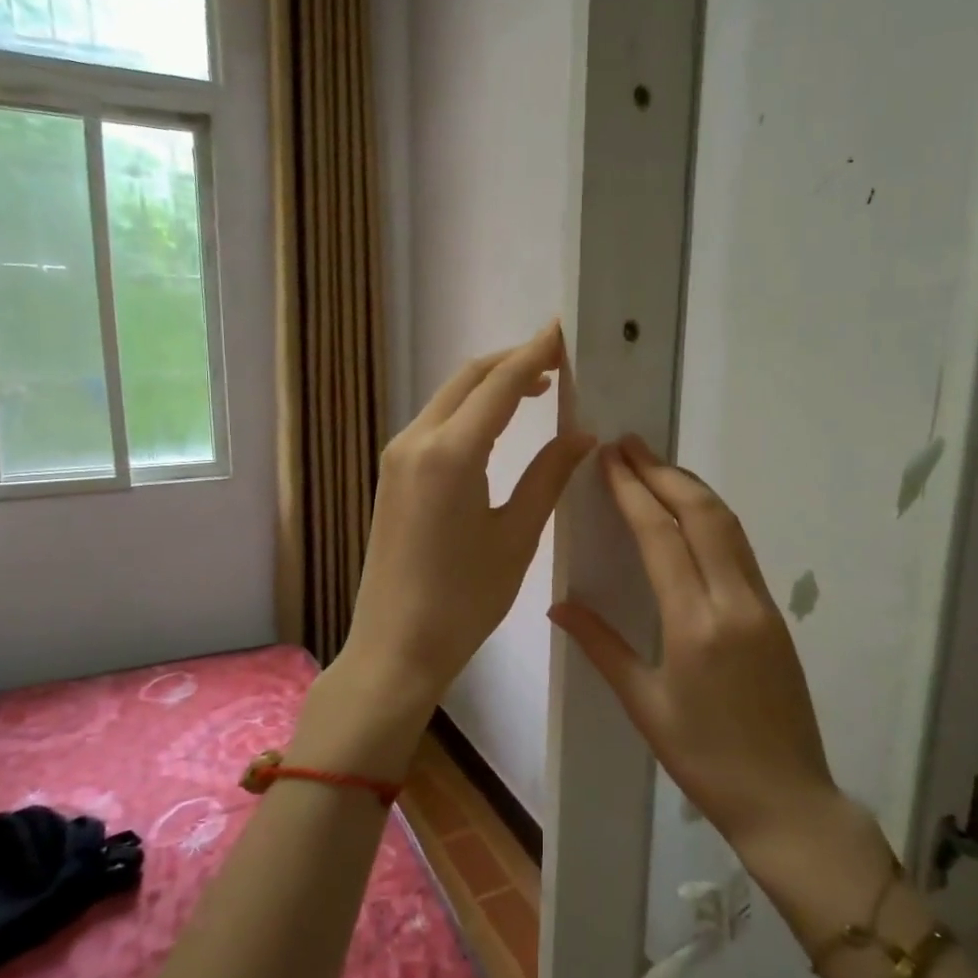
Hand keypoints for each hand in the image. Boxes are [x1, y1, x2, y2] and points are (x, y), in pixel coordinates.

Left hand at [342, 322, 595, 721]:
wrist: (396, 647)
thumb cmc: (464, 600)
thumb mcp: (517, 536)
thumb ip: (549, 475)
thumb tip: (583, 434)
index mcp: (451, 453)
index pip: (501, 383)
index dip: (536, 353)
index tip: (566, 330)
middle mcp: (416, 440)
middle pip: (470, 378)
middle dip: (515, 362)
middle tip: (561, 360)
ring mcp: (398, 456)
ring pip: (450, 398)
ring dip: (492, 385)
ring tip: (541, 388)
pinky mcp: (393, 474)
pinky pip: (437, 423)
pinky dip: (472, 411)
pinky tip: (500, 425)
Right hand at [550, 435, 853, 855]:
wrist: (786, 798)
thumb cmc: (704, 760)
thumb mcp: (644, 705)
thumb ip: (601, 646)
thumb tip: (559, 605)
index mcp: (695, 625)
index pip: (661, 536)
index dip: (634, 490)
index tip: (611, 456)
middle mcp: (734, 601)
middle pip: (702, 514)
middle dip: (664, 472)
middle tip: (630, 444)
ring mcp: (762, 604)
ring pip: (728, 525)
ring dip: (691, 488)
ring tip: (656, 466)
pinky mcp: (775, 614)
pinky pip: (740, 549)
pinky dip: (712, 517)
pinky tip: (690, 514)